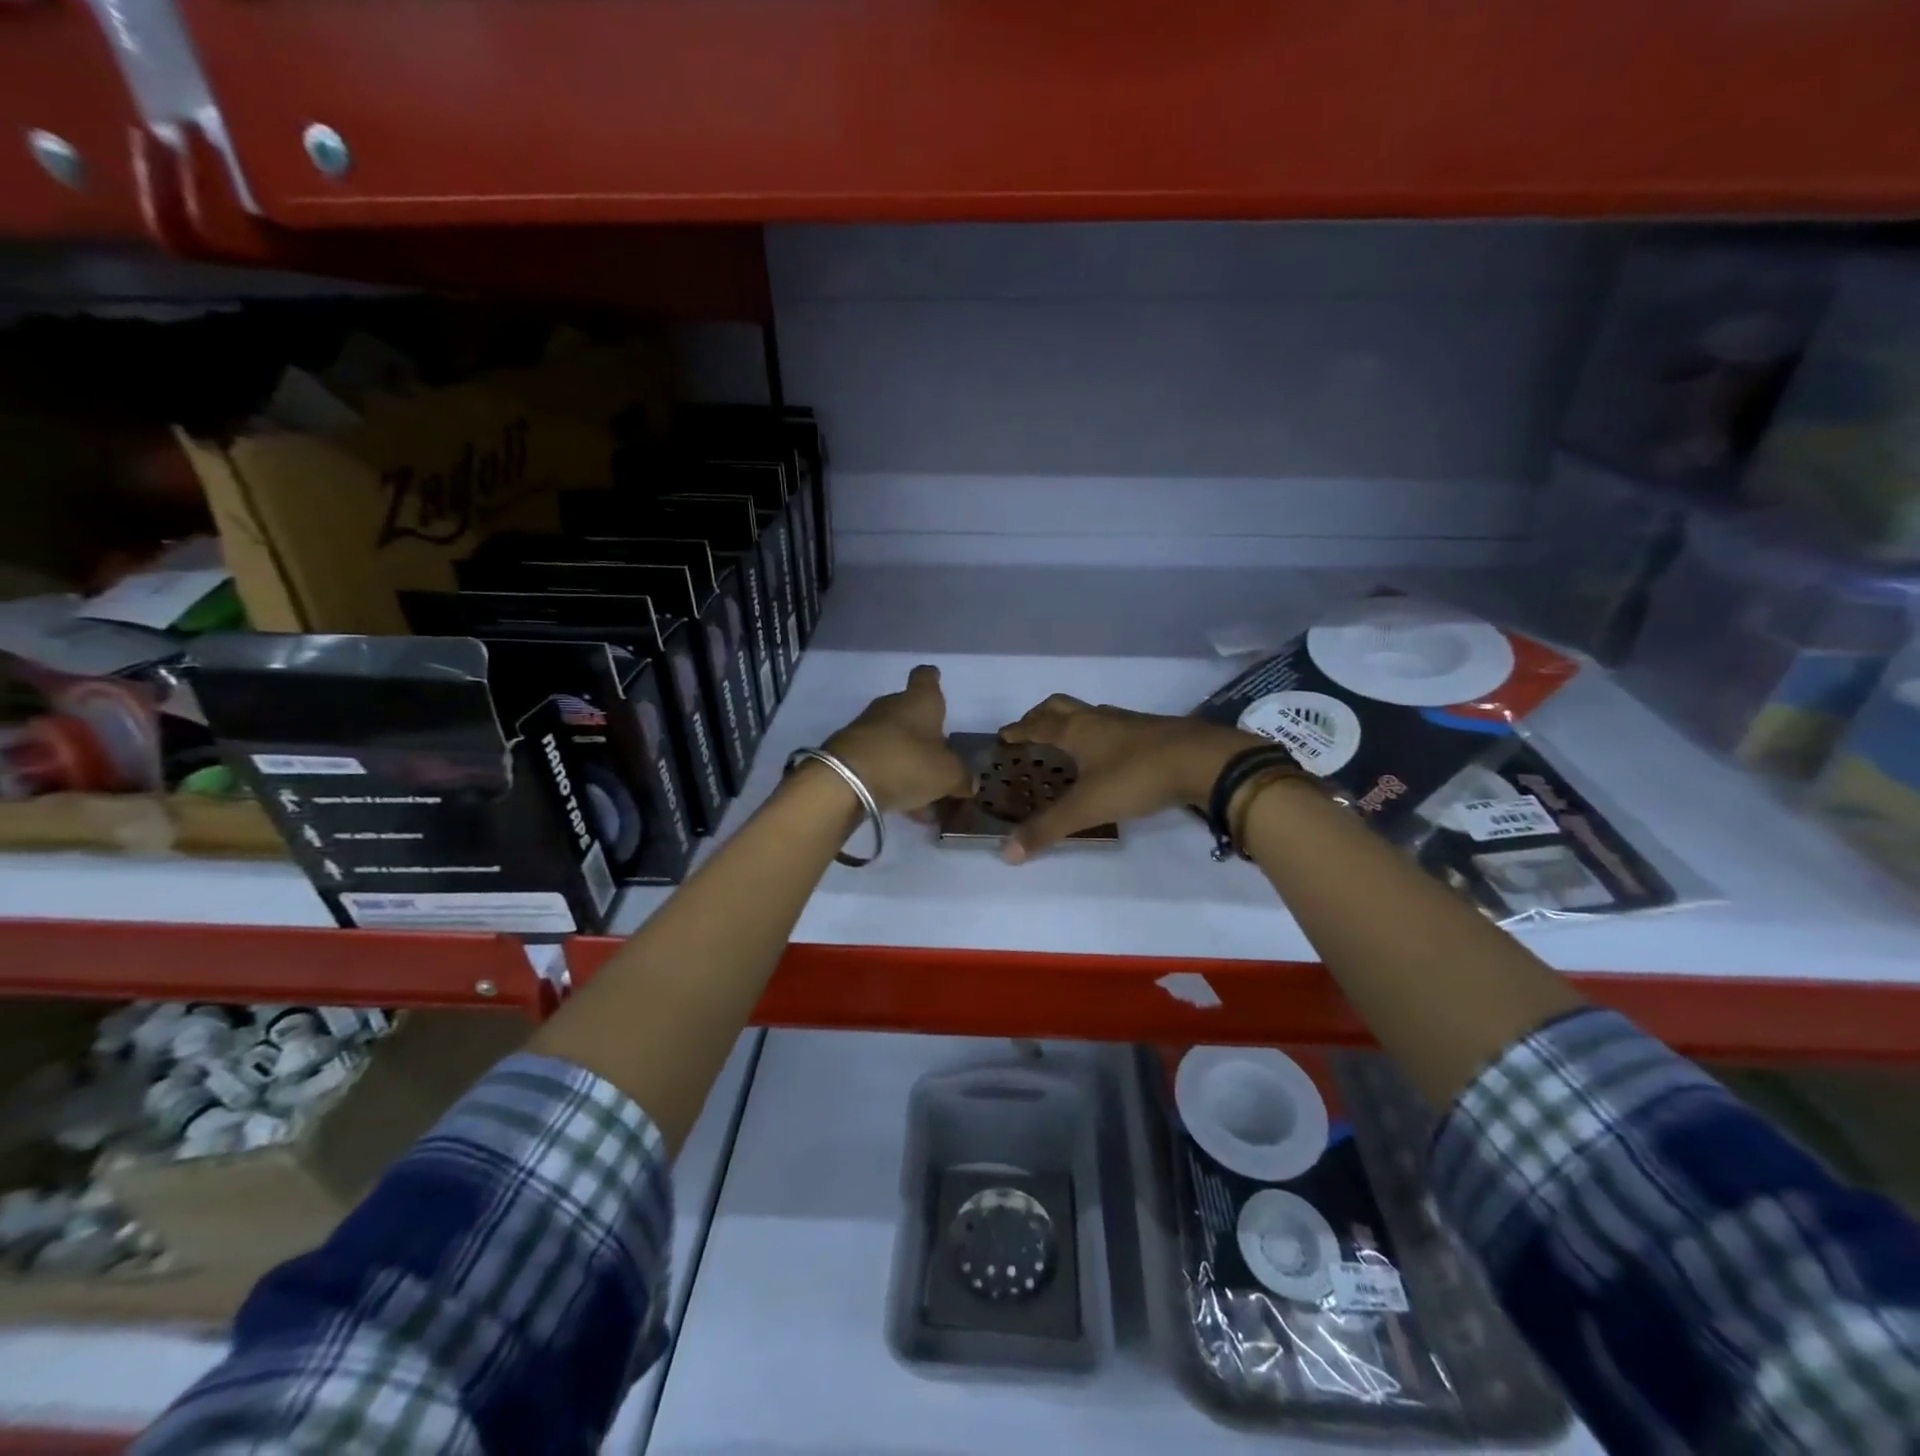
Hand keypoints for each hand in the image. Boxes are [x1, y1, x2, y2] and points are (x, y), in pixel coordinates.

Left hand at [824, 665, 973, 814]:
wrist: (845, 781)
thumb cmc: (907, 762)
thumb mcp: (947, 775)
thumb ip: (962, 778)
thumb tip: (969, 783)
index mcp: (920, 701)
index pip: (926, 678)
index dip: (932, 679)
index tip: (936, 681)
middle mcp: (891, 707)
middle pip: (911, 714)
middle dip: (925, 735)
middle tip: (941, 760)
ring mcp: (866, 729)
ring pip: (896, 743)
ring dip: (910, 764)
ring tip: (927, 797)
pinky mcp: (849, 754)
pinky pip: (879, 764)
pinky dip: (893, 780)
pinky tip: (906, 806)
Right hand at [996, 695, 1263, 861]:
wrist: (1203, 759)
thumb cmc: (1136, 776)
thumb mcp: (1087, 807)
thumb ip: (1048, 829)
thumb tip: (1007, 853)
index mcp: (1076, 730)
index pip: (1037, 725)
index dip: (1018, 730)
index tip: (1004, 736)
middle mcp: (1097, 718)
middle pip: (1060, 707)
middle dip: (1040, 716)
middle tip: (1029, 731)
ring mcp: (1127, 722)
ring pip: (1089, 714)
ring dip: (1071, 723)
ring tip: (1066, 743)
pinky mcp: (1151, 731)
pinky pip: (1113, 726)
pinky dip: (1099, 734)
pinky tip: (1109, 755)